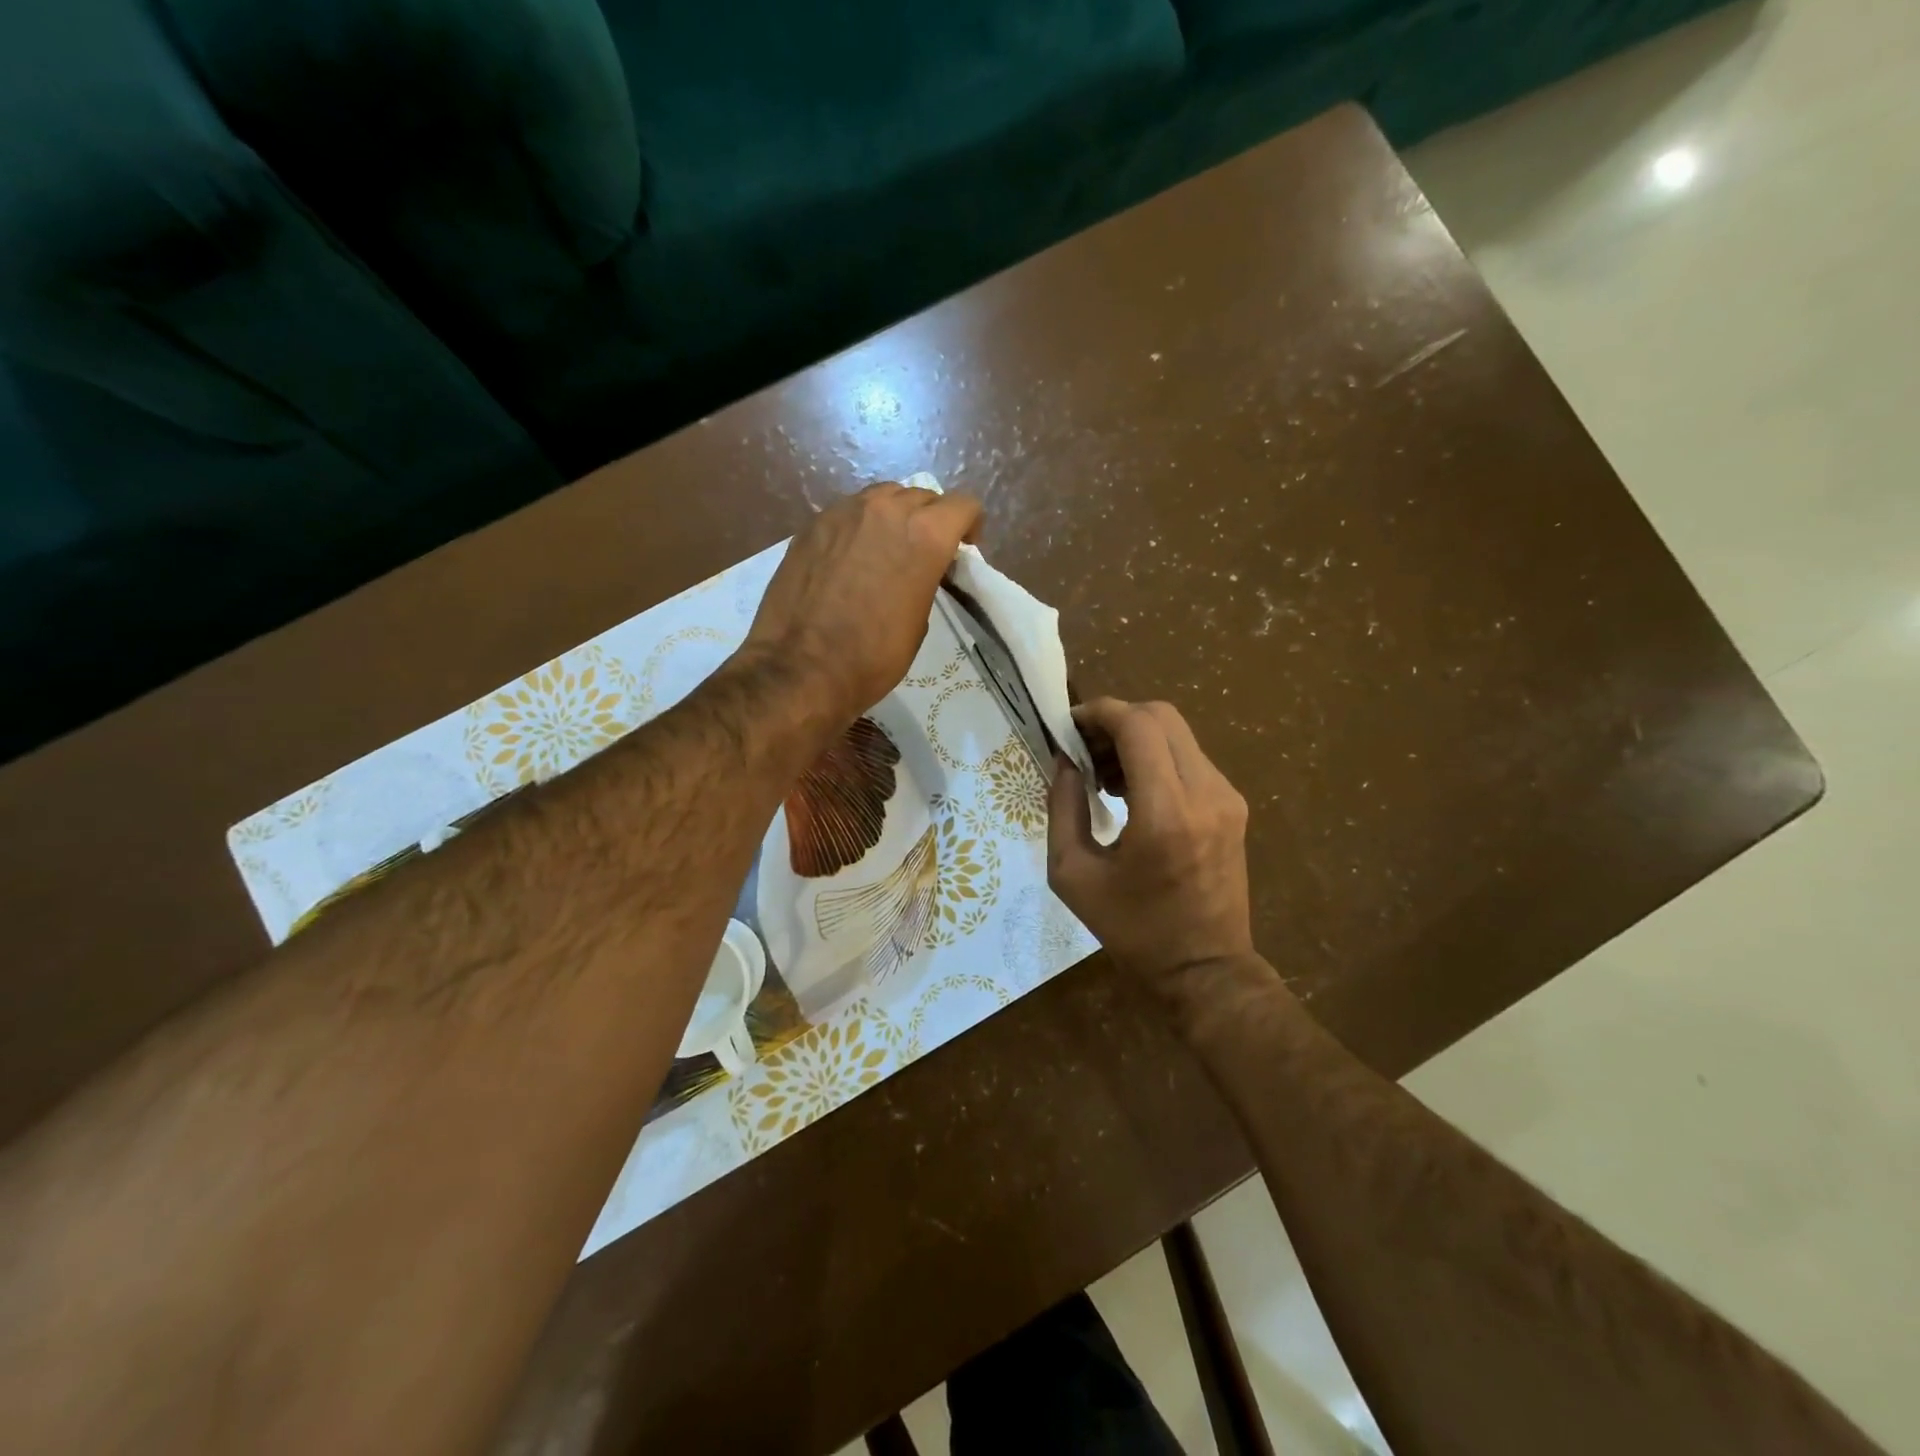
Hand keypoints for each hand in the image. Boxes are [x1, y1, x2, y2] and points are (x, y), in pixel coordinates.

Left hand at [745, 482, 982, 722]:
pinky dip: (859, 526)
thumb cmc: (872, 657)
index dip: (970, 525)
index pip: (963, 505)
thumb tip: (916, 569)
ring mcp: (843, 512)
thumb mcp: (918, 620)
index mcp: (924, 535)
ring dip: (894, 516)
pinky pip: (847, 512)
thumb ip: (925, 578)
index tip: (963, 548)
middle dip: (931, 519)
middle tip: (924, 552)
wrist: (800, 668)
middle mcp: (886, 511)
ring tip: (886, 548)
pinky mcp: (812, 525)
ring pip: (882, 496)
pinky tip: (849, 557)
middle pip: (922, 495)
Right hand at [1047, 699, 1254, 998]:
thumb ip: (1062, 808)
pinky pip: (1190, 759)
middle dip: (1116, 720)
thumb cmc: (1131, 930)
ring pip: (1178, 734)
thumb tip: (1065, 761)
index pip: (1138, 725)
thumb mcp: (1072, 875)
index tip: (1070, 725)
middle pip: (1162, 717)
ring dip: (1136, 739)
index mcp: (1165, 813)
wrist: (1205, 970)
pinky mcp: (1233, 806)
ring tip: (1104, 776)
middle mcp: (1204, 793)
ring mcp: (1226, 798)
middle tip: (1085, 751)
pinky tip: (1133, 793)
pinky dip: (1156, 758)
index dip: (1099, 712)